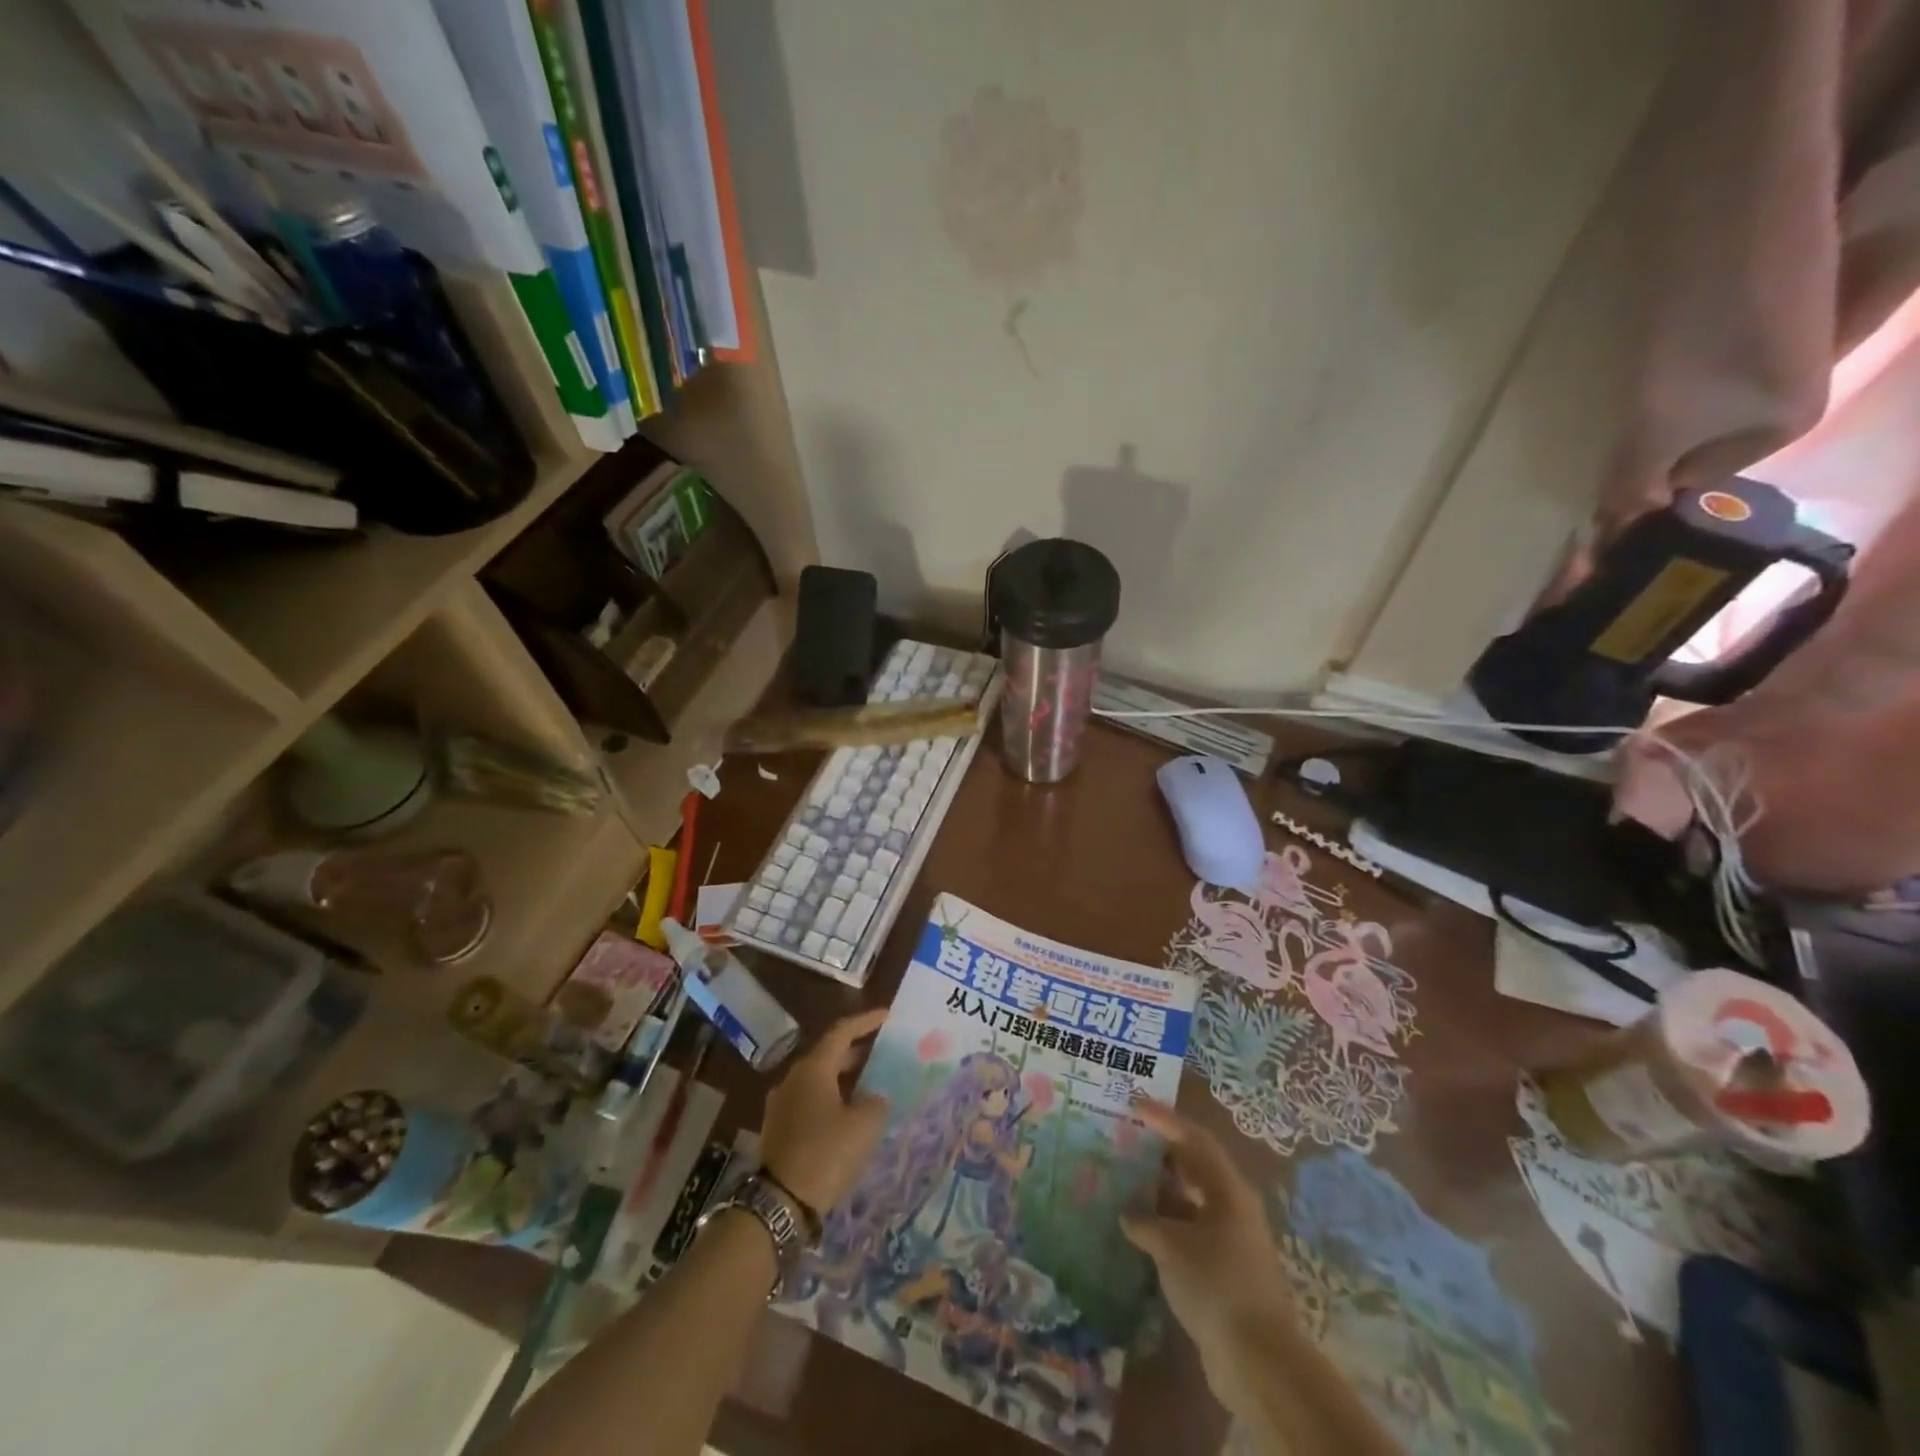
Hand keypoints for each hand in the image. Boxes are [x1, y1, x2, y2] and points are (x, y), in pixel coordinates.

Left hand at [760, 1008, 890, 1215]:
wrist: (780, 1202)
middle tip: (879, 1051)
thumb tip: (872, 1098)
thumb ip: (875, 1102)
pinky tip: (844, 1114)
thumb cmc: (826, 1153)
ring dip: (841, 1077)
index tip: (886, 1016)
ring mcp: (781, 1103)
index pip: (842, 1031)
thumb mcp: (865, 1125)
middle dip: (854, 1051)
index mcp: (813, 1068)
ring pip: (816, 1079)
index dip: (865, 1021)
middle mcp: (793, 1078)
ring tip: (866, 1084)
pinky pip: (808, 1101)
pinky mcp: (777, 1128)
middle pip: (827, 1054)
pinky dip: (829, 1098)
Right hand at [1121, 1101, 1294, 1366]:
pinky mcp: (1226, 1268)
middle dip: (1162, 1152)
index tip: (1134, 1104)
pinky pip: (1190, 1230)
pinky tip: (1140, 1231)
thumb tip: (1128, 1214)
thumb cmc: (1215, 1284)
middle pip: (1195, 1166)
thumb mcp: (1171, 1246)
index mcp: (1228, 1189)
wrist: (1258, 1361)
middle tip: (1128, 1139)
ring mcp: (1232, 1239)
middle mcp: (1233, 1206)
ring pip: (1191, 1200)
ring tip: (1125, 1181)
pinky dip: (1166, 1224)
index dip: (1164, 1119)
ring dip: (1161, 1191)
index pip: (1194, 1138)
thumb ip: (1144, 1222)